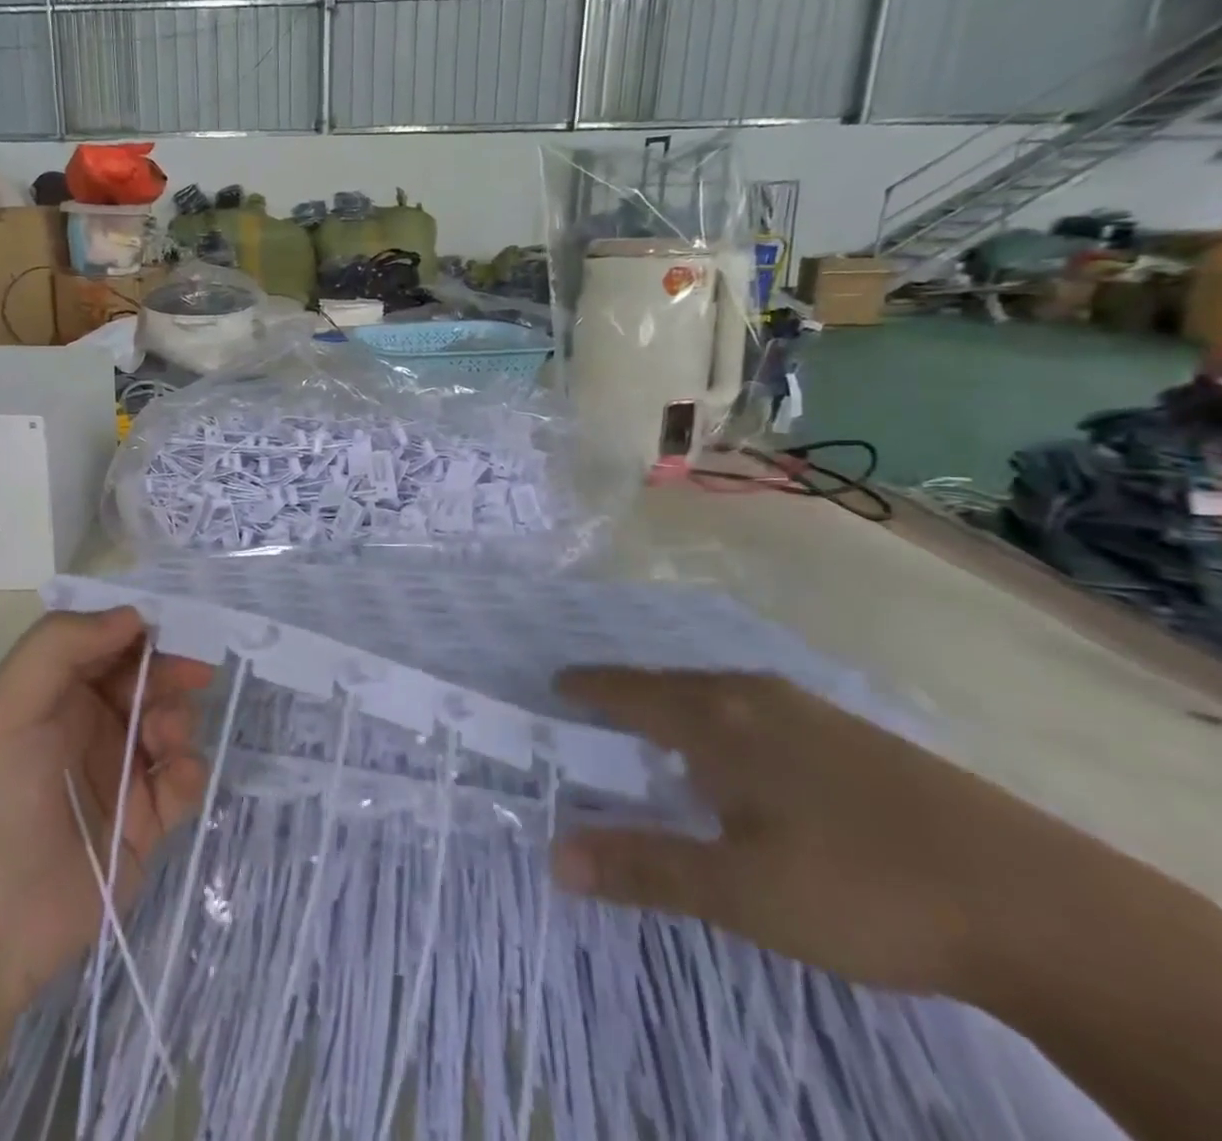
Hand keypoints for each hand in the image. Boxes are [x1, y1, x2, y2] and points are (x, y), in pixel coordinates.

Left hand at [0, 609, 211, 1014]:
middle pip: (147, 679)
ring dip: (179, 718)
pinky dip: (190, 770)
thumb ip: (62, 644)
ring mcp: (120, 772)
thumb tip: (133, 614)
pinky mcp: (145, 821)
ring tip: (163, 738)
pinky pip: (184, 780)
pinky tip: (176, 777)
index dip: (140, 631)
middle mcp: (90, 724)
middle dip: (171, 671)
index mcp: (56, 692)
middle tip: (193, 675)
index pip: (108, 643)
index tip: (170, 629)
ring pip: (171, 723)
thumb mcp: (6, 705)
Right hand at [550, 669, 1070, 999]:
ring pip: (720, 694)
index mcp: (717, 720)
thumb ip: (643, 867)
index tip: (555, 685)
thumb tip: (554, 855)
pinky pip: (761, 709)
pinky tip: (747, 759)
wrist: (1034, 903)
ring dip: (679, 707)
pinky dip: (726, 721)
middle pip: (671, 684)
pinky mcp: (855, 736)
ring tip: (660, 735)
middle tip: (596, 712)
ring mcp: (812, 712)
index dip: (588, 687)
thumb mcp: (738, 892)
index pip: (630, 690)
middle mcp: (756, 697)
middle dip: (628, 695)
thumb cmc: (859, 888)